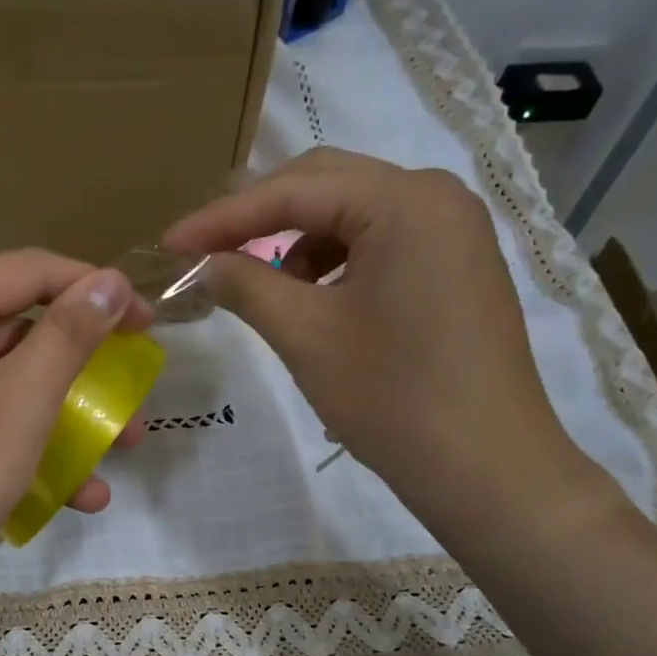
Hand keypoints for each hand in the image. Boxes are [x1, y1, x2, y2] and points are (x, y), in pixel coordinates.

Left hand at [0, 250, 151, 613]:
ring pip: (2, 381)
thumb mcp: (22, 402)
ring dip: (64, 416)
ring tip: (117, 453)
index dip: (97, 292)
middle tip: (131, 396)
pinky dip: (22, 442)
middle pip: (18, 330)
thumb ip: (70, 334)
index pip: (30, 272)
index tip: (148, 326)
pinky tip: (73, 492)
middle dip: (84, 371)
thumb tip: (111, 281)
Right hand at [165, 148, 607, 535]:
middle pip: (327, 187)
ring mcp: (455, 234)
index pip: (294, 190)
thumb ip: (246, 285)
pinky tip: (314, 303)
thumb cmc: (392, 397)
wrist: (485, 468)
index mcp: (405, 200)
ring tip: (263, 290)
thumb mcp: (305, 336)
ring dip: (298, 244)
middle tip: (206, 252)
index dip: (223, 218)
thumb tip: (203, 265)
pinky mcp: (458, 270)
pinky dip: (336, 266)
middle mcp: (437, 198)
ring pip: (354, 217)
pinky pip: (382, 246)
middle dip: (260, 219)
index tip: (171, 244)